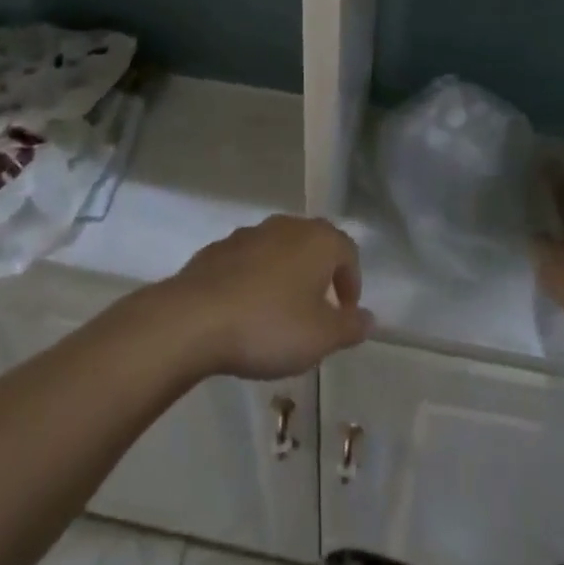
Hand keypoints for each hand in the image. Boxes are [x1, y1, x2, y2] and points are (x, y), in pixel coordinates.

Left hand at [156, 215, 373, 379]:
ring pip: (279, 250)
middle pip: (313, 245)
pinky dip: (255, 279)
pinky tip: (245, 310)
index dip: (352, 282)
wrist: (194, 318)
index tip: (345, 313)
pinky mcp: (217, 249)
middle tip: (318, 310)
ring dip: (286, 275)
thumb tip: (369, 318)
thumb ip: (350, 327)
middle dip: (320, 274)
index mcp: (318, 240)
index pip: (348, 252)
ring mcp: (249, 234)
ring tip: (280, 313)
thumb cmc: (269, 325)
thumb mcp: (321, 337)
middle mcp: (286, 226)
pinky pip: (248, 261)